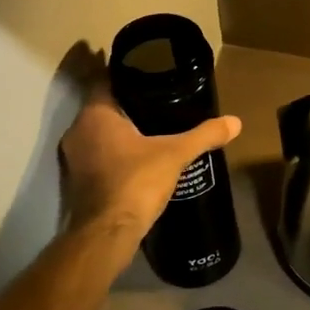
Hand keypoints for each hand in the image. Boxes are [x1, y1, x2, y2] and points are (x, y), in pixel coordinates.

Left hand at [59, 50, 241, 237]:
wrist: (107, 235)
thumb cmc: (136, 182)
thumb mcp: (175, 154)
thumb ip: (204, 135)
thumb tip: (235, 122)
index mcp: (95, 114)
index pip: (106, 81)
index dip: (127, 75)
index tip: (150, 74)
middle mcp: (77, 131)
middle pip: (103, 107)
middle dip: (128, 104)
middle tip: (158, 101)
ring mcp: (73, 158)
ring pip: (98, 134)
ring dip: (120, 131)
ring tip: (152, 129)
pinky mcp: (77, 182)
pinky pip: (98, 156)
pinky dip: (115, 153)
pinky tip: (138, 158)